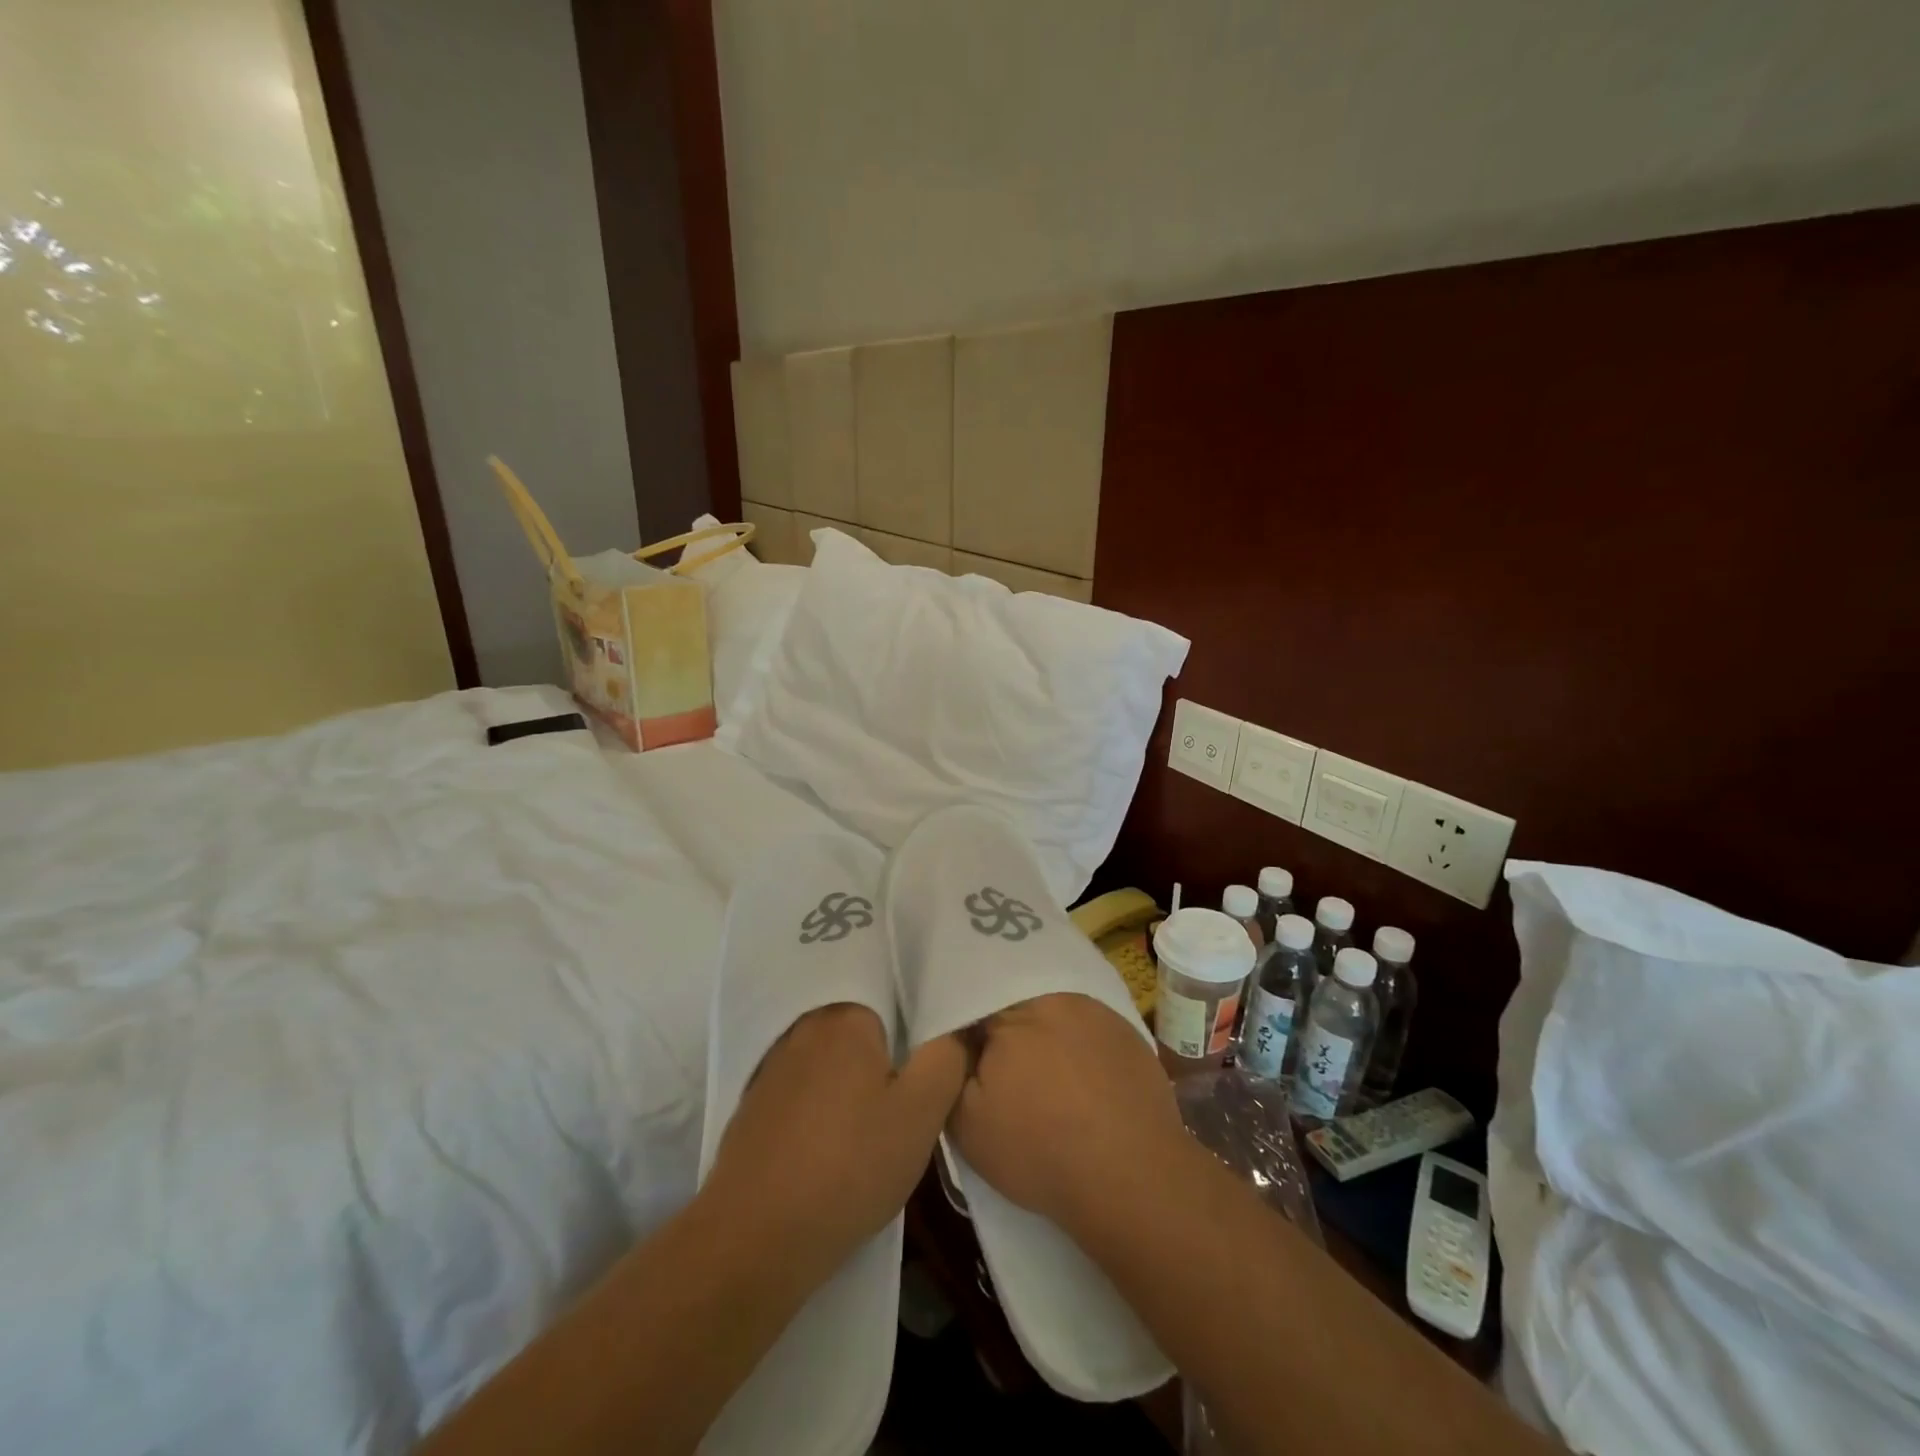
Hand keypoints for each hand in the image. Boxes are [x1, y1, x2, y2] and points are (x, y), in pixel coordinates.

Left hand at [704, 1005, 966, 1282]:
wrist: (754, 1239)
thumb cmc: (849, 1167)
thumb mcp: (922, 1113)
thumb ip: (947, 1056)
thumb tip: (955, 1026)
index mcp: (846, 1015)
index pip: (897, 1002)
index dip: (917, 1036)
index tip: (926, 1074)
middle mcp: (804, 1025)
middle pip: (863, 1031)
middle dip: (885, 1061)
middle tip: (902, 1107)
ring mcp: (772, 1063)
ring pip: (832, 1061)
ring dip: (852, 1084)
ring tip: (868, 1131)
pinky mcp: (753, 1102)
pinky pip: (804, 1088)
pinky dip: (821, 1107)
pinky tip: (829, 1146)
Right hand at [947, 993, 1196, 1234]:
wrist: (1132, 1179)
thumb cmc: (1039, 1149)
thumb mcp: (966, 1120)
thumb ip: (950, 1068)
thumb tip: (954, 1040)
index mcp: (1011, 1008)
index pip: (973, 996)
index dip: (964, 1024)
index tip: (961, 1049)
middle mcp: (1056, 995)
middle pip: (1015, 997)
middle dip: (1003, 1023)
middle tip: (998, 1061)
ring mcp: (1098, 1011)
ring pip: (1053, 1009)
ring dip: (1042, 1031)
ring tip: (1041, 1071)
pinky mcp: (1128, 1033)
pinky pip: (1088, 1026)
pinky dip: (1077, 1044)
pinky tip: (1078, 1078)